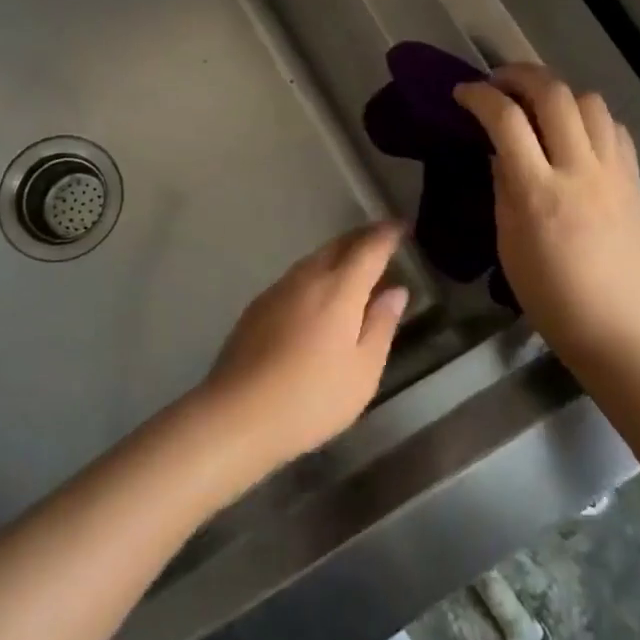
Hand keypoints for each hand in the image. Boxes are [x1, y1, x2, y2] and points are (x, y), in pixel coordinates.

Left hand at [193, 223, 407, 475]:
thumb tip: (396, 290)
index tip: (401, 226)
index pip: (368, 248)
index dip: (387, 234)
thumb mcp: (363, 370)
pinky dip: (316, 274)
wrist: (237, 414)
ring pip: (314, 259)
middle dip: (361, 237)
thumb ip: (381, 325)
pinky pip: (296, 277)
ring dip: (337, 254)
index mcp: (338, 288)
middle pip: (338, 246)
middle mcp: (306, 278)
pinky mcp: (258, 306)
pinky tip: (319, 294)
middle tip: (381, 238)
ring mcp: (277, 290)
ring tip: (354, 264)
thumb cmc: (312, 397)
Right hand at [453, 63, 639, 362]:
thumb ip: (503, 187)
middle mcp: (580, 170)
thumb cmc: (549, 294)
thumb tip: (500, 151)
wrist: (618, 328)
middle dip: (519, 75)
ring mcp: (614, 172)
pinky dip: (589, 117)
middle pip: (553, 93)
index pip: (505, 120)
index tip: (462, 92)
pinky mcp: (635, 180)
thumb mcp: (507, 241)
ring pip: (590, 100)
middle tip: (498, 82)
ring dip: (558, 92)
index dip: (479, 96)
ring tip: (538, 105)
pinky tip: (575, 133)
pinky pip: (614, 128)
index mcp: (538, 190)